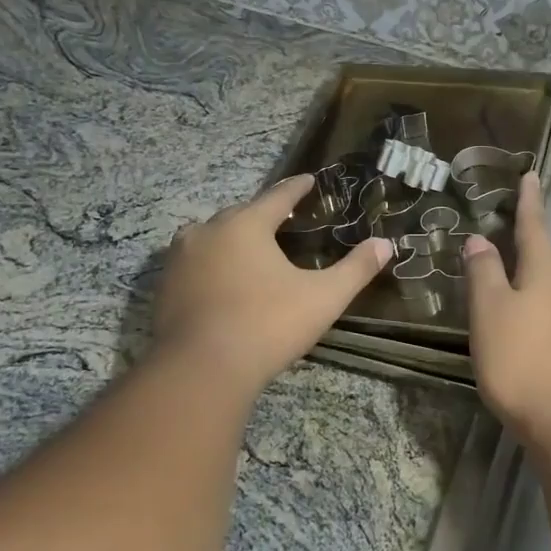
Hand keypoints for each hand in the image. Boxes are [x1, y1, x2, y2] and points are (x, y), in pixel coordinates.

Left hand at [152, 174, 393, 394]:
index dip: (297, 188)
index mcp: (245, 225)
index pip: (277, 197)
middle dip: (262, 215)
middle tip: (283, 221)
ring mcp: (179, 260)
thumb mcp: (323, 297)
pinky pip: (194, 265)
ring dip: (231, 240)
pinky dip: (211, 266)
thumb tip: (386, 245)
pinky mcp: (164, 289)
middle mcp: (207, 232)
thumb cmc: (267, 325)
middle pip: (241, 214)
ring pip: (211, 238)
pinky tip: (222, 283)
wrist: (201, 369)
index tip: (308, 180)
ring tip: (251, 251)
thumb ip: (356, 269)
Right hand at [462, 172, 550, 446]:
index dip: (528, 201)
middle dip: (527, 248)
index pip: (534, 225)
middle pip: (546, 259)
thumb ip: (484, 272)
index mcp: (547, 271)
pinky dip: (539, 311)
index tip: (530, 175)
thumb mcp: (490, 312)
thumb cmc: (522, 361)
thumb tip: (480, 239)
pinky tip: (525, 330)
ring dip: (532, 283)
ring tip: (507, 290)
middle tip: (503, 242)